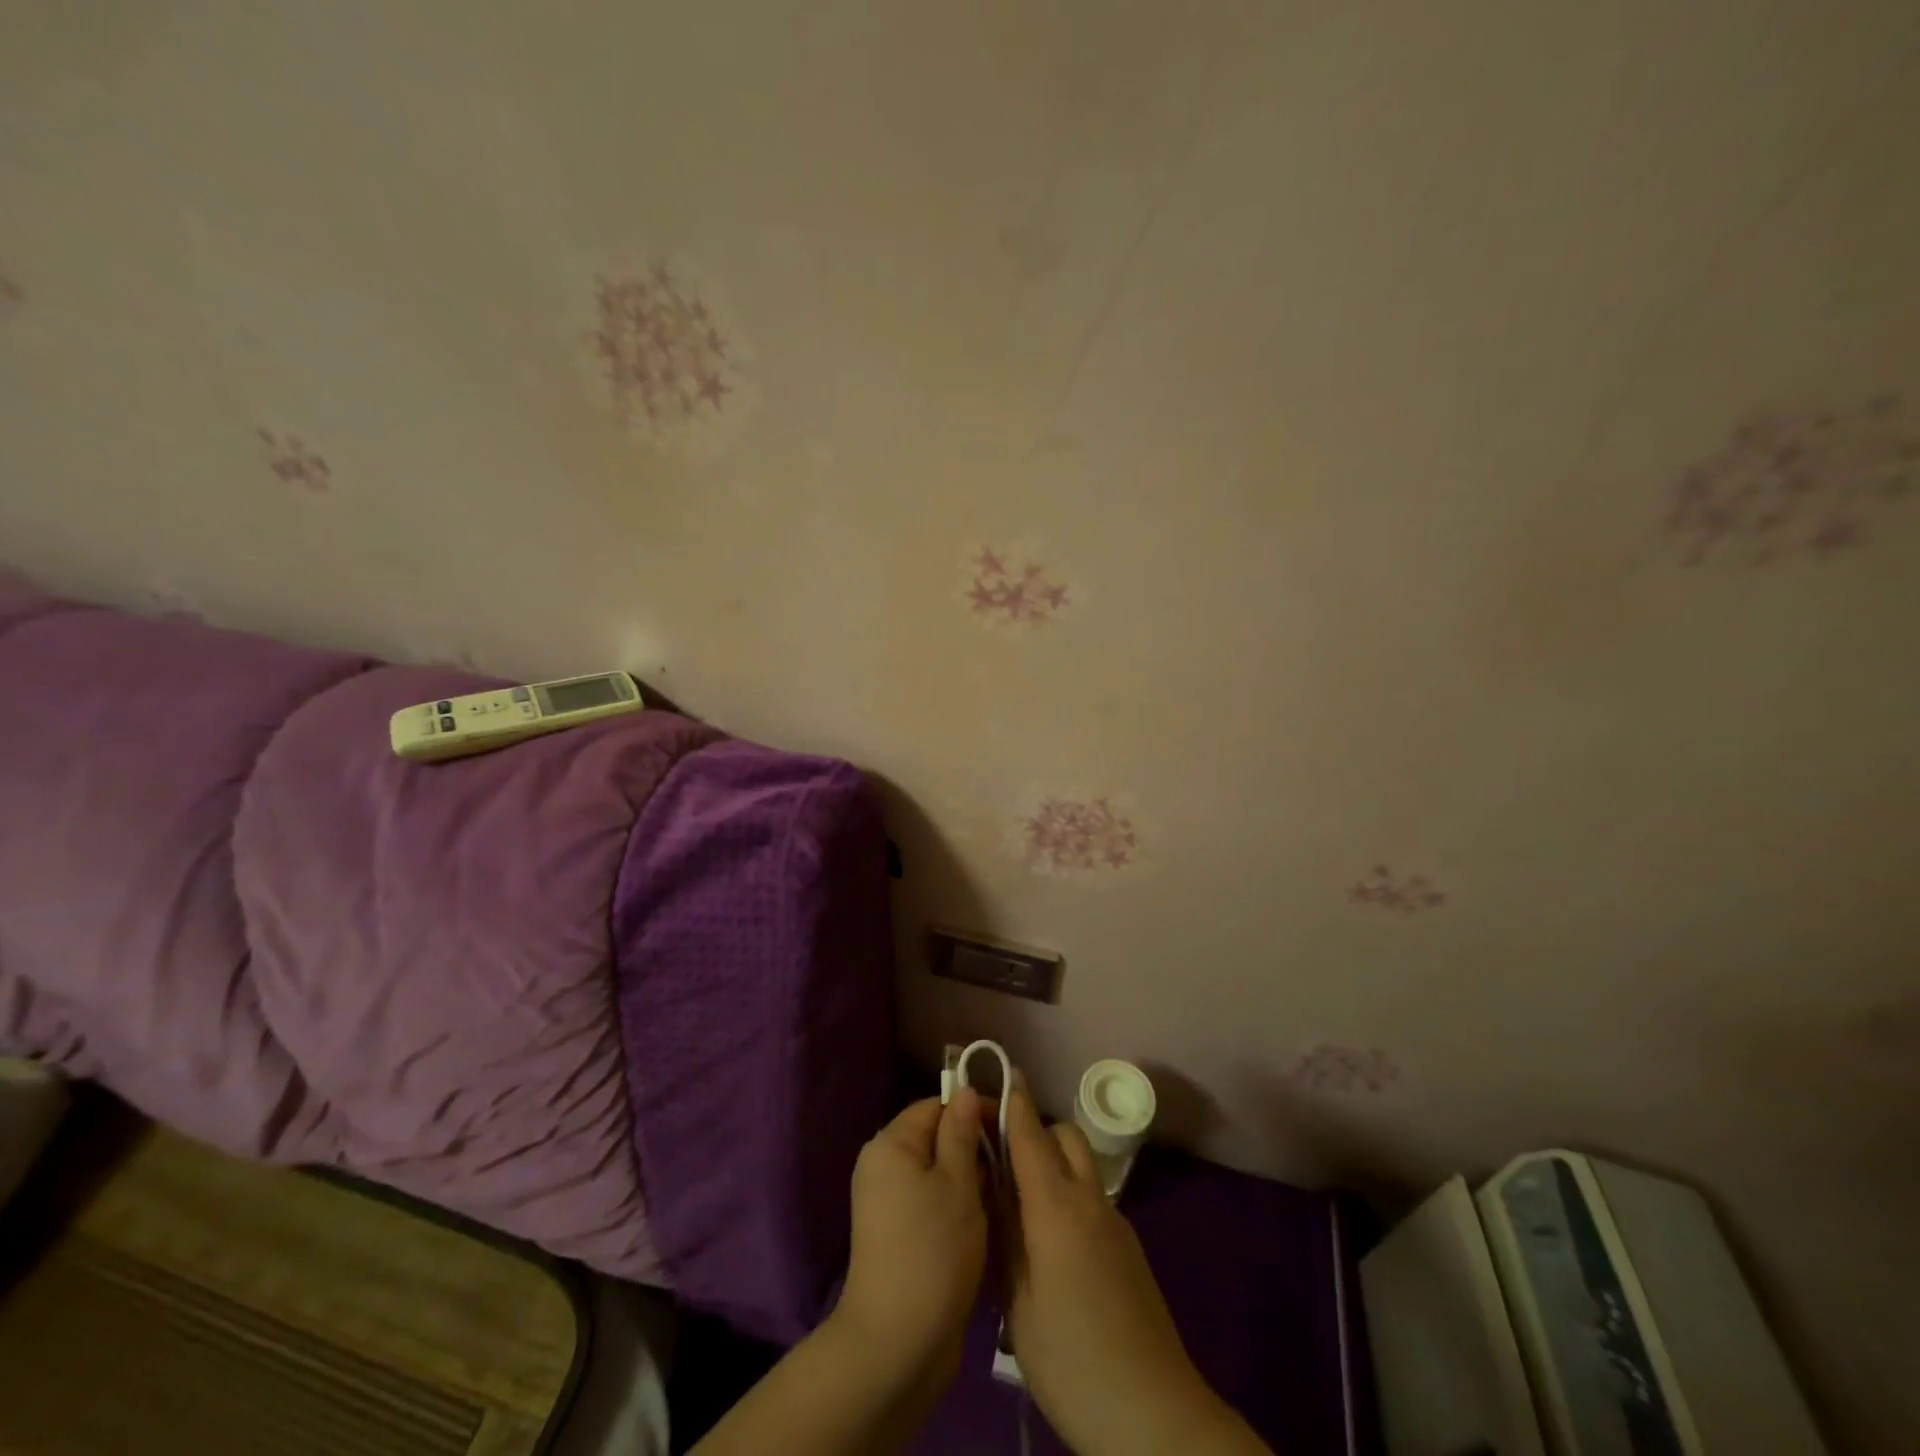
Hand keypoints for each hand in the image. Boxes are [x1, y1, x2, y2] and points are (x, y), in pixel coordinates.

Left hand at [834, 1088, 989, 1389]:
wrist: (897, 1345)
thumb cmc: (932, 1251)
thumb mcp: (957, 1183)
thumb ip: (962, 1132)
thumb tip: (965, 1090)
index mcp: (891, 1144)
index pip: (936, 1106)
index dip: (974, 1110)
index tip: (1011, 1129)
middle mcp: (883, 1166)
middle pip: (936, 1138)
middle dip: (975, 1148)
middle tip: (1012, 1167)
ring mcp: (888, 1203)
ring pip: (938, 1173)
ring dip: (970, 1181)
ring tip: (1004, 1196)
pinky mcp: (898, 1236)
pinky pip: (932, 1203)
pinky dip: (958, 1207)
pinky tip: (986, 1223)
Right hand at [1003, 1087, 1268, 1455]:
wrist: (1154, 1413)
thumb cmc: (1072, 1360)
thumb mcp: (1018, 1303)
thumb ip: (1004, 1236)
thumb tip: (991, 1188)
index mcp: (1056, 1207)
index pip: (1030, 1135)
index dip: (1012, 1101)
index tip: (996, 1073)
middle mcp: (1089, 1199)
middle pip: (1064, 1136)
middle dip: (1033, 1128)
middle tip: (998, 1151)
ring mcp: (1114, 1221)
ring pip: (1081, 1164)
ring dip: (1052, 1160)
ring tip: (1018, 1196)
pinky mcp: (1128, 1247)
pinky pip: (1092, 1196)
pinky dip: (1068, 1191)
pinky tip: (1049, 1238)